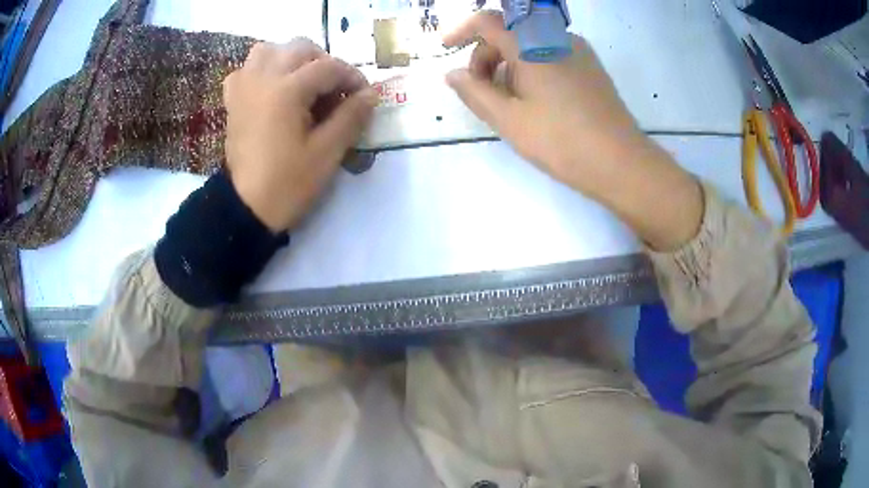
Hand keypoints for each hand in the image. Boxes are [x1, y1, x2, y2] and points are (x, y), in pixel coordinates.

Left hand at [223, 39, 378, 231]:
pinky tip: (271, 87)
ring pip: (268, 50)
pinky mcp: (233, 101)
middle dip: (324, 63)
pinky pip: (245, 70)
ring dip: (291, 59)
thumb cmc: (288, 183)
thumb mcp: (327, 152)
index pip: (329, 67)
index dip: (352, 77)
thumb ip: (352, 116)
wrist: (246, 208)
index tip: (364, 96)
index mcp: (287, 90)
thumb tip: (371, 94)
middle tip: (335, 90)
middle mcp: (263, 78)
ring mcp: (244, 88)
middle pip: (300, 48)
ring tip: (303, 82)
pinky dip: (261, 70)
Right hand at [444, 12, 702, 249]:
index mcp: (532, 45)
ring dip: (509, 65)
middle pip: (509, 33)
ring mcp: (578, 51)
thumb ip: (475, 92)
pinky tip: (536, 101)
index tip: (446, 48)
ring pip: (531, 46)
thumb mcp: (508, 120)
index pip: (488, 22)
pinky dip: (532, 69)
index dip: (462, 30)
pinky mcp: (591, 67)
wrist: (621, 163)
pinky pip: (551, 56)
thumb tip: (453, 74)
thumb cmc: (561, 141)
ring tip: (510, 103)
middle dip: (486, 56)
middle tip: (481, 92)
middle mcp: (556, 38)